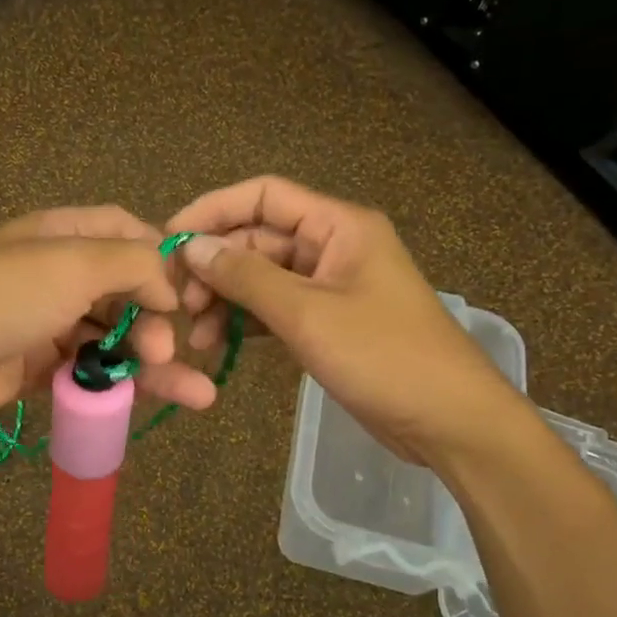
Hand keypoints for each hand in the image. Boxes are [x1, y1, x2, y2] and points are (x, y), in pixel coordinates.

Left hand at [0, 207, 218, 433]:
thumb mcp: (73, 263)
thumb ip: (132, 264)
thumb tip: (168, 286)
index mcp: (61, 234)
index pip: (124, 231)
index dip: (160, 256)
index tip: (189, 290)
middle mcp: (56, 275)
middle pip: (125, 291)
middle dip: (156, 319)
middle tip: (167, 350)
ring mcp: (45, 324)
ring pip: (112, 338)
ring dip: (153, 362)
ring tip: (195, 393)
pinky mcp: (36, 370)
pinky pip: (88, 374)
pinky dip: (118, 385)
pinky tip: (145, 401)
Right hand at [168, 176, 524, 462]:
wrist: (448, 421)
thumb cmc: (383, 356)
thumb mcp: (307, 313)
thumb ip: (245, 277)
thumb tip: (191, 248)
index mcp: (338, 226)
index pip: (264, 196)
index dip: (213, 211)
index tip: (169, 240)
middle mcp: (332, 247)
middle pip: (257, 240)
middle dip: (215, 267)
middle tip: (178, 304)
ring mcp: (329, 287)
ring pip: (261, 278)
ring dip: (225, 300)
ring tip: (195, 336)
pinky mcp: (326, 323)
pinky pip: (274, 310)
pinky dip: (246, 323)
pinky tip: (219, 345)